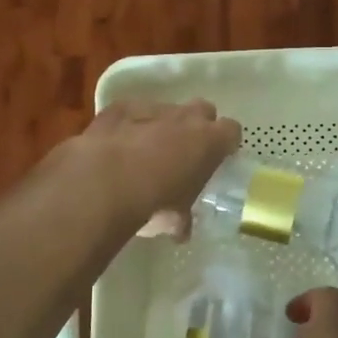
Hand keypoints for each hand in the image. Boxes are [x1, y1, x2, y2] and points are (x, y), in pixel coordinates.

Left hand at [56, 99, 241, 237]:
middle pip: (203, 110)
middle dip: (197, 127)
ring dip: (161, 126)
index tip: (218, 157)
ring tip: (145, 152)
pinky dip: (128, 125)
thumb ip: (182, 218)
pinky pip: (131, 113)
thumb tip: (180, 229)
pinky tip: (117, 145)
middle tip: (185, 152)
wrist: (106, 181)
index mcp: (210, 141)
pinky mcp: (120, 107)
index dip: (225, 143)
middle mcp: (186, 117)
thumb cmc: (153, 202)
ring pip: (166, 110)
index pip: (231, 131)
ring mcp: (153, 108)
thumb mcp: (175, 219)